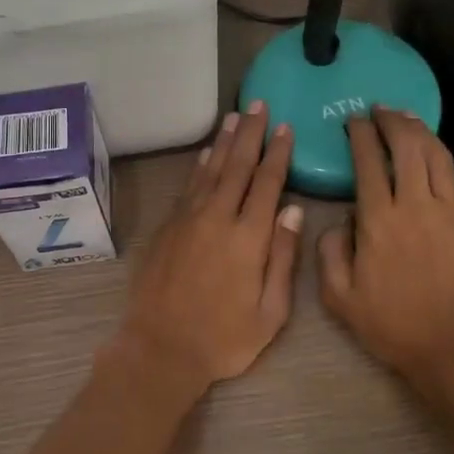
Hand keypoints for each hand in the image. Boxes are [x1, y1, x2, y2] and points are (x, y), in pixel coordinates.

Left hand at [107, 101, 303, 406]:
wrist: (160, 349)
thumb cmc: (224, 339)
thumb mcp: (271, 312)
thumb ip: (283, 257)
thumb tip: (292, 209)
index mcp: (248, 237)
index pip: (267, 183)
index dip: (277, 153)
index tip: (285, 127)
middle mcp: (217, 218)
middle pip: (237, 165)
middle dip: (250, 133)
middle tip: (259, 104)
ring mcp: (188, 220)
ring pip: (210, 169)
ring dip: (224, 141)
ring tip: (234, 116)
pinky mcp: (167, 227)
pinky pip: (188, 186)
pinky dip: (200, 165)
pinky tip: (206, 153)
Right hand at [319, 108, 453, 395]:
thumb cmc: (393, 325)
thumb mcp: (340, 297)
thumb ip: (330, 251)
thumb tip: (341, 220)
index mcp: (378, 220)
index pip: (368, 161)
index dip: (360, 135)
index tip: (354, 121)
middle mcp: (414, 204)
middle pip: (406, 145)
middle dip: (391, 120)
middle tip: (380, 109)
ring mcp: (448, 210)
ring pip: (435, 154)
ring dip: (419, 129)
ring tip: (406, 118)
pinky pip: (452, 177)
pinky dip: (438, 156)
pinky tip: (430, 155)